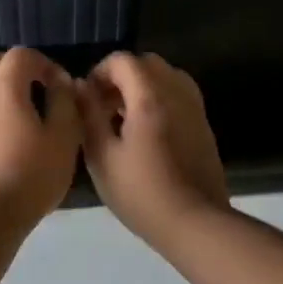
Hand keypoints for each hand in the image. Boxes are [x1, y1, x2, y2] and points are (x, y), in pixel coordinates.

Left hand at [0, 48, 81, 222]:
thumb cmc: (31, 174)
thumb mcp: (64, 138)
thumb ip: (64, 102)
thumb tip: (61, 82)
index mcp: (4, 87)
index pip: (21, 55)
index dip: (43, 63)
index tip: (59, 85)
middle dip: (16, 66)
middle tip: (36, 88)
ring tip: (8, 100)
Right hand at [77, 52, 229, 241]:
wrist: (195, 223)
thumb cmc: (141, 192)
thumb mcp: (102, 156)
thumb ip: (88, 114)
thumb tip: (79, 85)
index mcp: (149, 96)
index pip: (123, 60)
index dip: (100, 72)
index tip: (88, 98)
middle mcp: (176, 93)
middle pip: (147, 63)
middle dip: (121, 76)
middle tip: (104, 106)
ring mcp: (194, 108)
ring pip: (166, 76)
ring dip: (143, 86)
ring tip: (124, 118)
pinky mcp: (203, 125)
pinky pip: (179, 95)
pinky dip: (160, 99)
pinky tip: (147, 132)